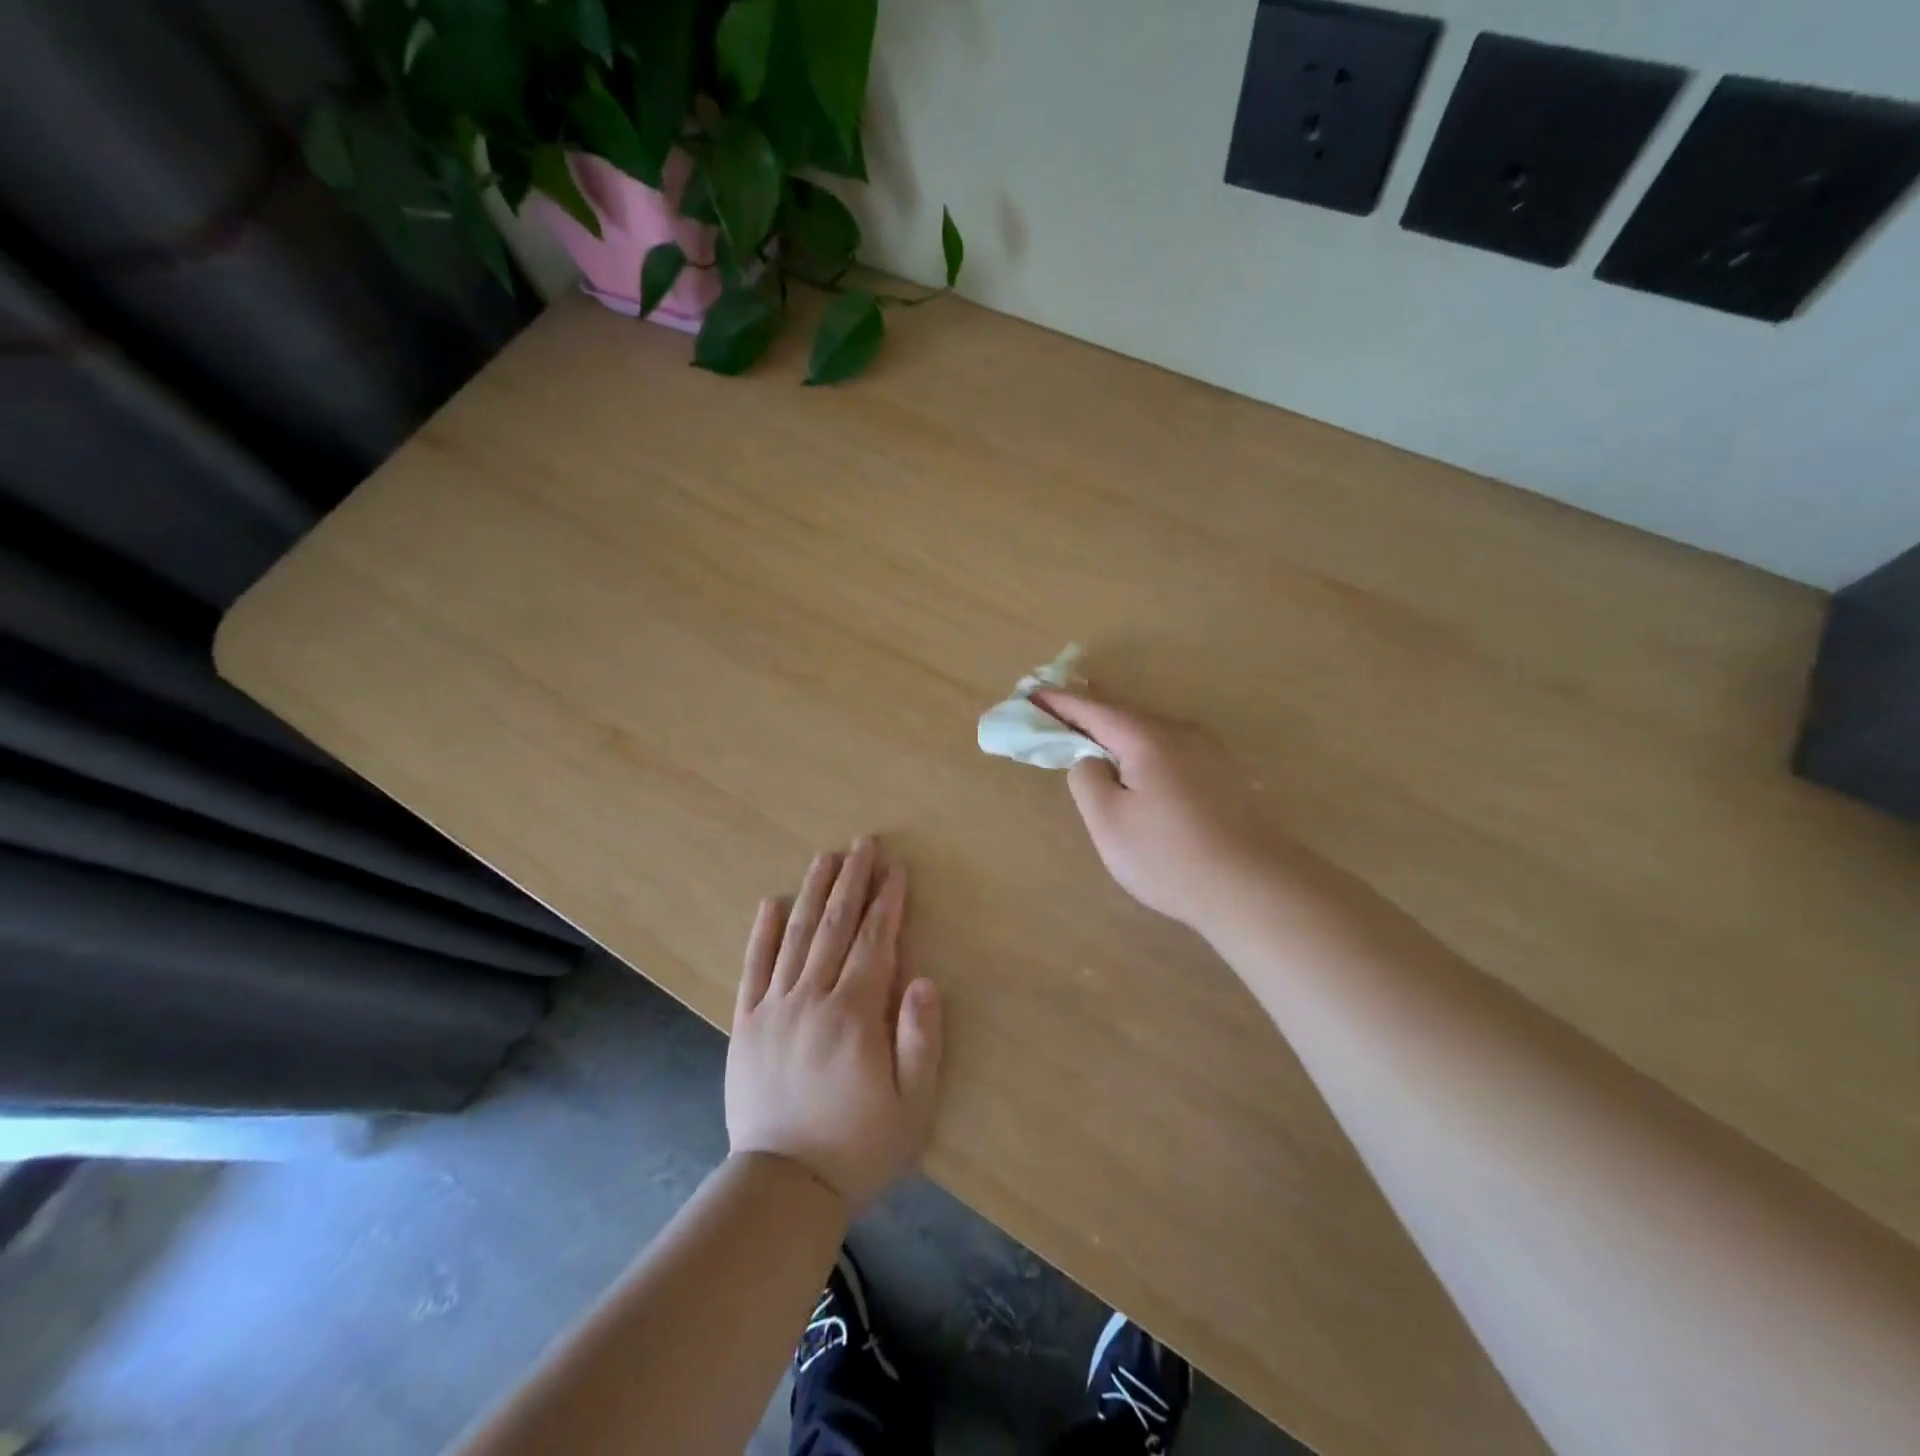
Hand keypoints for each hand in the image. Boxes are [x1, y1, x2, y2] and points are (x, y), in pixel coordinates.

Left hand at [725, 837, 943, 1213]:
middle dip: (853, 881)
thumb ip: (921, 1038)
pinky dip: (761, 933)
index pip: (874, 942)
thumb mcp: (912, 1104)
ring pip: (795, 937)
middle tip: (864, 844)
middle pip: (834, 927)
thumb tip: (923, 979)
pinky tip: (770, 902)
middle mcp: (812, 999)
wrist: (783, 1188)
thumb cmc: (858, 1147)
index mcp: (854, 1014)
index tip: (896, 868)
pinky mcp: (746, 1024)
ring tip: (826, 857)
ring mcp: (774, 1008)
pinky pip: (752, 968)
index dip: (887, 902)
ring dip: (813, 892)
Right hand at [1033, 691, 1281, 932]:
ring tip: (1093, 724)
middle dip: (1089, 708)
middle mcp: (1180, 733)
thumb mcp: (1109, 821)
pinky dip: (1142, 744)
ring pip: (1150, 729)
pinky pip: (1169, 746)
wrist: (1253, 886)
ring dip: (1117, 726)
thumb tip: (1091, 760)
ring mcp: (1207, 752)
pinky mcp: (1222, 775)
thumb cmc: (1169, 855)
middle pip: (1125, 712)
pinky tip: (1139, 758)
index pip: (1094, 710)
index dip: (1060, 702)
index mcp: (1147, 738)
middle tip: (1058, 702)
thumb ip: (1087, 780)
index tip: (1031, 693)